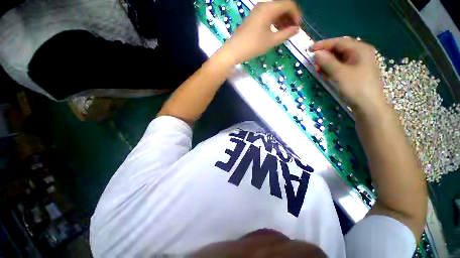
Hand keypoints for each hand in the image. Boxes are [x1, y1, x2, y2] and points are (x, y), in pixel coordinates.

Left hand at [219, 0, 300, 64]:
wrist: (234, 50)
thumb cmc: (253, 46)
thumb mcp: (271, 41)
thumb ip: (286, 34)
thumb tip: (296, 29)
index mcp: (269, 8)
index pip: (289, 4)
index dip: (296, 15)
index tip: (298, 27)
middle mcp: (263, 5)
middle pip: (282, 6)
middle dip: (290, 17)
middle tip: (292, 30)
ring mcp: (257, 11)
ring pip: (274, 11)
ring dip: (282, 20)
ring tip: (285, 32)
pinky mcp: (253, 18)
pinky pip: (267, 16)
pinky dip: (274, 22)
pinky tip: (275, 31)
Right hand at [310, 37, 386, 114]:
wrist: (368, 105)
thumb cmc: (356, 87)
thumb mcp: (340, 73)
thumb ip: (327, 61)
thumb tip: (316, 53)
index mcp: (360, 49)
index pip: (338, 42)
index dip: (323, 45)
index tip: (309, 49)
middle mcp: (360, 53)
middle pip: (339, 50)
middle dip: (325, 56)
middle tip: (315, 65)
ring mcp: (358, 63)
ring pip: (338, 59)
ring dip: (327, 64)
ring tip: (319, 72)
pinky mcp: (355, 72)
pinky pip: (341, 67)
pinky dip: (332, 70)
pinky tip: (326, 76)